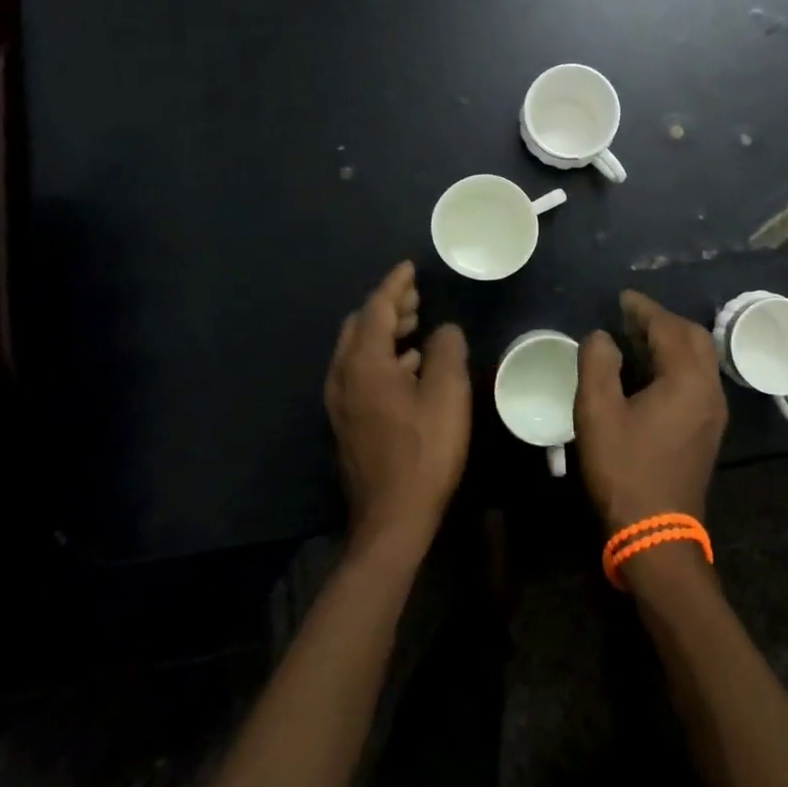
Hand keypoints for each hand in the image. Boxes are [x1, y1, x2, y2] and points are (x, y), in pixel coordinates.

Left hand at [324, 262, 470, 548]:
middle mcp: (343, 376)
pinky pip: (360, 372)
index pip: (377, 308)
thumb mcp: (446, 394)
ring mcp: (341, 402)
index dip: (395, 284)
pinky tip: (409, 366)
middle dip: (388, 306)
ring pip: (358, 350)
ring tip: (417, 325)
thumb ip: (445, 351)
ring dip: (385, 331)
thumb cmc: (424, 451)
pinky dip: (383, 356)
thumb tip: (443, 329)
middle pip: (360, 325)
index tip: (410, 267)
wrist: (391, 519)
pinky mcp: (347, 422)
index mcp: (364, 363)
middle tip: (417, 297)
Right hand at [575, 289, 728, 531]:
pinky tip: (648, 372)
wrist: (657, 535)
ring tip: (634, 339)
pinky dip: (675, 363)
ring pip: (698, 359)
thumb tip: (602, 336)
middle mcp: (709, 389)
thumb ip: (598, 364)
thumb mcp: (597, 413)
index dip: (643, 309)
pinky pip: (696, 379)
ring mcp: (713, 412)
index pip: (668, 328)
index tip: (621, 298)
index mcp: (687, 379)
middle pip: (693, 338)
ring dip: (670, 341)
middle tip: (628, 317)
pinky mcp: (708, 430)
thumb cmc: (625, 470)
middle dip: (662, 321)